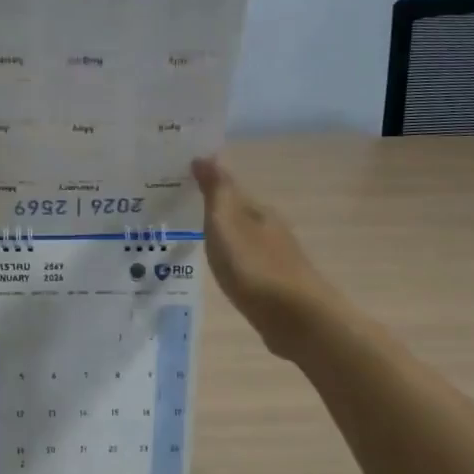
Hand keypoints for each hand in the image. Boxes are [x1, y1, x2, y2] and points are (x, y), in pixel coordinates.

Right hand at [192, 156, 341, 356]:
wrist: (296, 319)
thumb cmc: (255, 268)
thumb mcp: (227, 225)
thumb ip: (216, 192)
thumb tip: (205, 155)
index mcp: (257, 211)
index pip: (229, 187)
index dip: (206, 182)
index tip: (177, 180)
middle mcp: (269, 229)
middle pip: (236, 213)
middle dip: (212, 210)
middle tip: (177, 210)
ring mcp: (274, 258)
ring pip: (241, 239)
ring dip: (221, 236)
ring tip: (191, 239)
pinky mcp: (273, 286)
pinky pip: (244, 264)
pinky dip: (229, 261)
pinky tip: (219, 269)